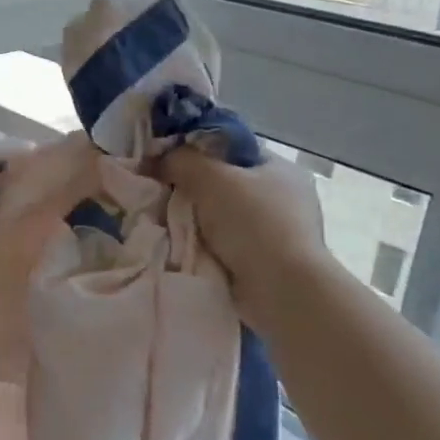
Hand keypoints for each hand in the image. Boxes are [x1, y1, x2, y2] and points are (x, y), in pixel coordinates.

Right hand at [159, 145, 331, 325]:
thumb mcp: (210, 178)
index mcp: (280, 168)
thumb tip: (156, 159)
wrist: (282, 291)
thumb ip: (180, 160)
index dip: (198, 149)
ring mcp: (278, 232)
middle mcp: (284, 197)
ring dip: (195, 220)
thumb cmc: (252, 223)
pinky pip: (225, 244)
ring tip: (164, 220)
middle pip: (225, 183)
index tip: (167, 159)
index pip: (232, 148)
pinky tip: (182, 245)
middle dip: (192, 189)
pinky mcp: (266, 262)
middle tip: (160, 191)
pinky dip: (204, 245)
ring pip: (221, 215)